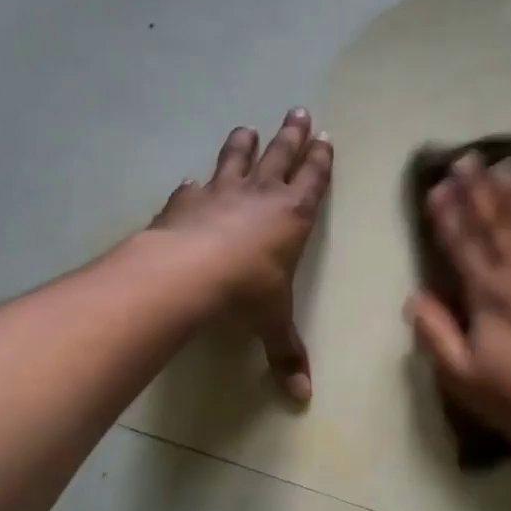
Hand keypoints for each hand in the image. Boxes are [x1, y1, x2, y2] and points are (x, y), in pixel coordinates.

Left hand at [152, 108, 332, 400]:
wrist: (186, 274)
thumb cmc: (245, 293)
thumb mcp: (272, 325)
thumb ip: (287, 355)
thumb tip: (302, 399)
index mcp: (293, 216)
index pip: (313, 180)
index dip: (320, 159)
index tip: (325, 136)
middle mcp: (260, 195)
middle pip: (280, 155)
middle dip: (291, 134)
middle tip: (298, 110)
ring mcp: (220, 192)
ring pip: (236, 158)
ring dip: (244, 143)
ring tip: (248, 127)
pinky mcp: (185, 201)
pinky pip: (193, 187)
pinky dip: (195, 184)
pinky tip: (191, 181)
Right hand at [406, 154, 510, 460]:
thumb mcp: (462, 376)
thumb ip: (435, 334)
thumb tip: (413, 297)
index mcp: (488, 295)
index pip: (462, 244)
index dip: (448, 214)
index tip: (437, 185)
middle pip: (497, 224)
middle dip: (479, 190)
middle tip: (468, 157)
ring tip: (506, 165)